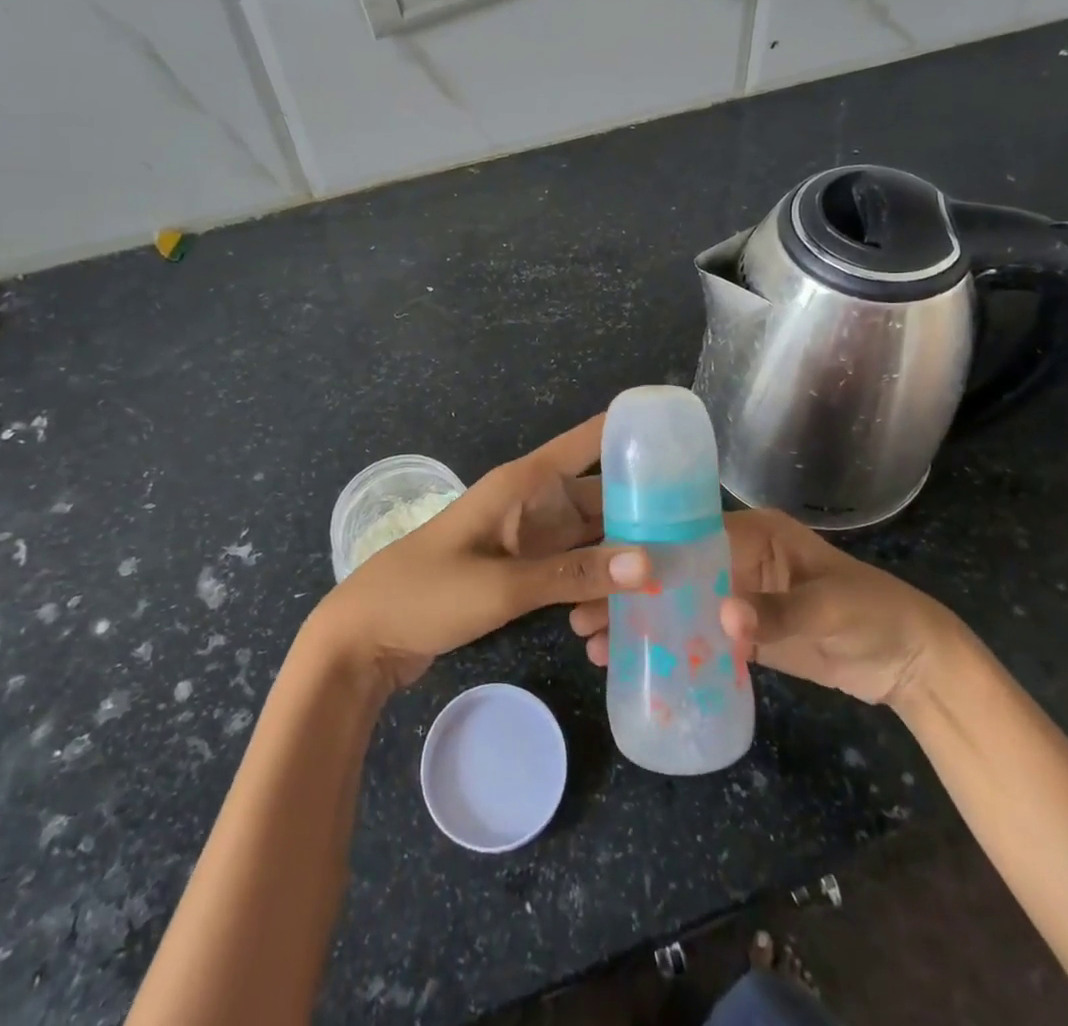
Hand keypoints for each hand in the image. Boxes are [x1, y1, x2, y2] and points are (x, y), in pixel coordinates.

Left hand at [307, 415, 649, 686]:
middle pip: (598, 493)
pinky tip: (633, 595)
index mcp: (522, 484)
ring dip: (624, 545)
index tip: (680, 436)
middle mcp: (530, 503)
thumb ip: (572, 575)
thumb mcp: (501, 585)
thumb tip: (649, 563)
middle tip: (701, 524)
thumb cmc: (426, 593)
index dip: (628, 431)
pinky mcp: (521, 570)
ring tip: (682, 560)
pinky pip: (571, 565)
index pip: (585, 442)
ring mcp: (526, 538)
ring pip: (589, 533)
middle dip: (643, 505)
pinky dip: (598, 576)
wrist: (366, 636)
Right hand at [569, 508, 953, 705]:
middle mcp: (739, 557)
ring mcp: (740, 595)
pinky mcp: (746, 632)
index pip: (687, 535)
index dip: (644, 554)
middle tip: (582, 616)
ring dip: (640, 620)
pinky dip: (669, 646)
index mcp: (754, 534)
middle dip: (628, 590)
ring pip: (677, 602)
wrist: (913, 664)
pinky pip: (698, 634)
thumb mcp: (830, 609)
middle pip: (672, 569)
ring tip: (596, 645)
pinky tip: (636, 663)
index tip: (601, 575)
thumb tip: (723, 619)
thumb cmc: (874, 615)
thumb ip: (778, 614)